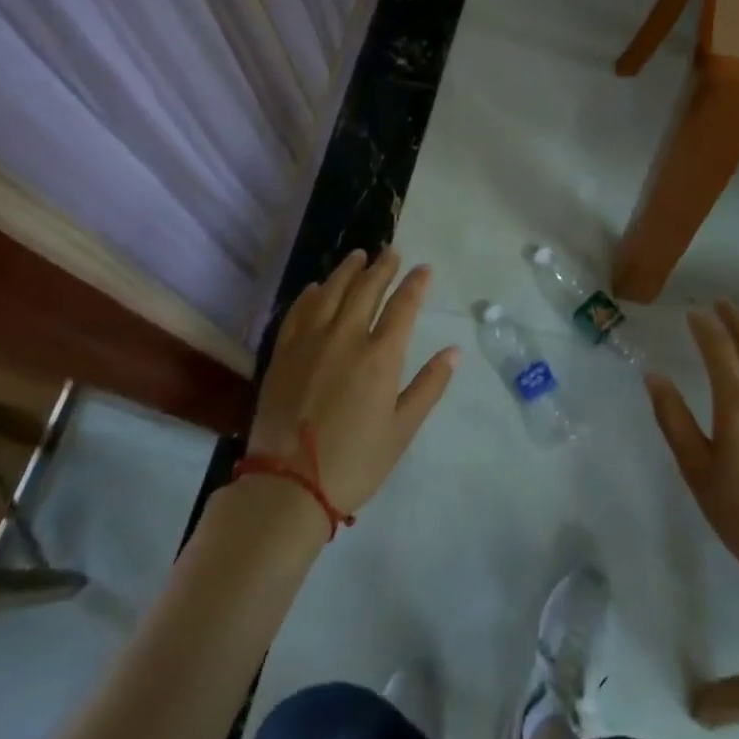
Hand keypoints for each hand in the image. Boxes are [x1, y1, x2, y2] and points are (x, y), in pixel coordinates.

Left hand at [247, 249, 457, 515]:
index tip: (423, 269)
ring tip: (358, 256)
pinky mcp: (283, 353)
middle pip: (367, 289)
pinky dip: (312, 294)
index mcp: (380, 356)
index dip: (415, 283)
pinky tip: (318, 287)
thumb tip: (454, 352)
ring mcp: (310, 341)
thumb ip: (429, 386)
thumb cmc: (354, 462)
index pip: (403, 305)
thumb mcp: (402, 429)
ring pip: (332, 292)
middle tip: (391, 252)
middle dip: (382, 267)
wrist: (287, 486)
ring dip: (348, 270)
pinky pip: (299, 311)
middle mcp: (346, 337)